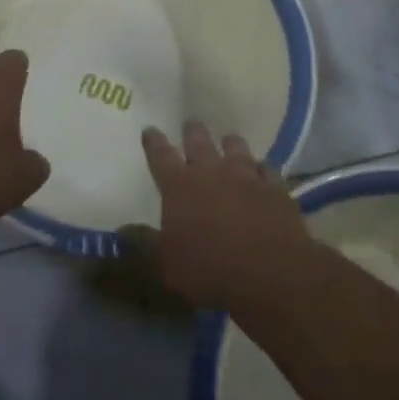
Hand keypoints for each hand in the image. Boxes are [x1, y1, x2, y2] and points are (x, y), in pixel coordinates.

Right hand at [138, 122, 308, 311]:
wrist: (269, 274)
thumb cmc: (209, 271)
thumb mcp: (167, 265)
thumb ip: (146, 244)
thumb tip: (123, 230)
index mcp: (179, 186)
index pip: (160, 155)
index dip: (153, 141)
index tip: (150, 130)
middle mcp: (211, 171)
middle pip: (199, 141)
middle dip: (192, 132)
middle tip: (191, 126)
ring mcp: (246, 176)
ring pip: (236, 147)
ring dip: (229, 144)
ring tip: (228, 141)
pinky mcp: (275, 187)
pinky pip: (267, 169)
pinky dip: (261, 169)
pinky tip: (262, 172)